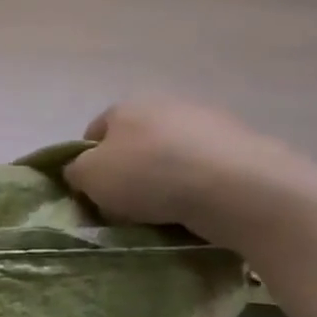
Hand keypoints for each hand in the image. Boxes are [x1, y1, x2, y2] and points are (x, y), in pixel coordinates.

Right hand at [64, 96, 316, 243]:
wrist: (234, 187)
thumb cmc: (148, 176)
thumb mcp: (89, 177)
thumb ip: (75, 171)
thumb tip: (81, 171)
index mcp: (126, 107)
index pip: (93, 133)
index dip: (87, 164)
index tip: (93, 194)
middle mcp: (166, 104)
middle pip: (134, 143)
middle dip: (127, 171)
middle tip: (126, 206)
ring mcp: (208, 121)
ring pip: (170, 155)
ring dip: (164, 179)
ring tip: (164, 212)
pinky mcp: (241, 144)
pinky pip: (203, 168)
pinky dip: (196, 186)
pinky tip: (196, 209)